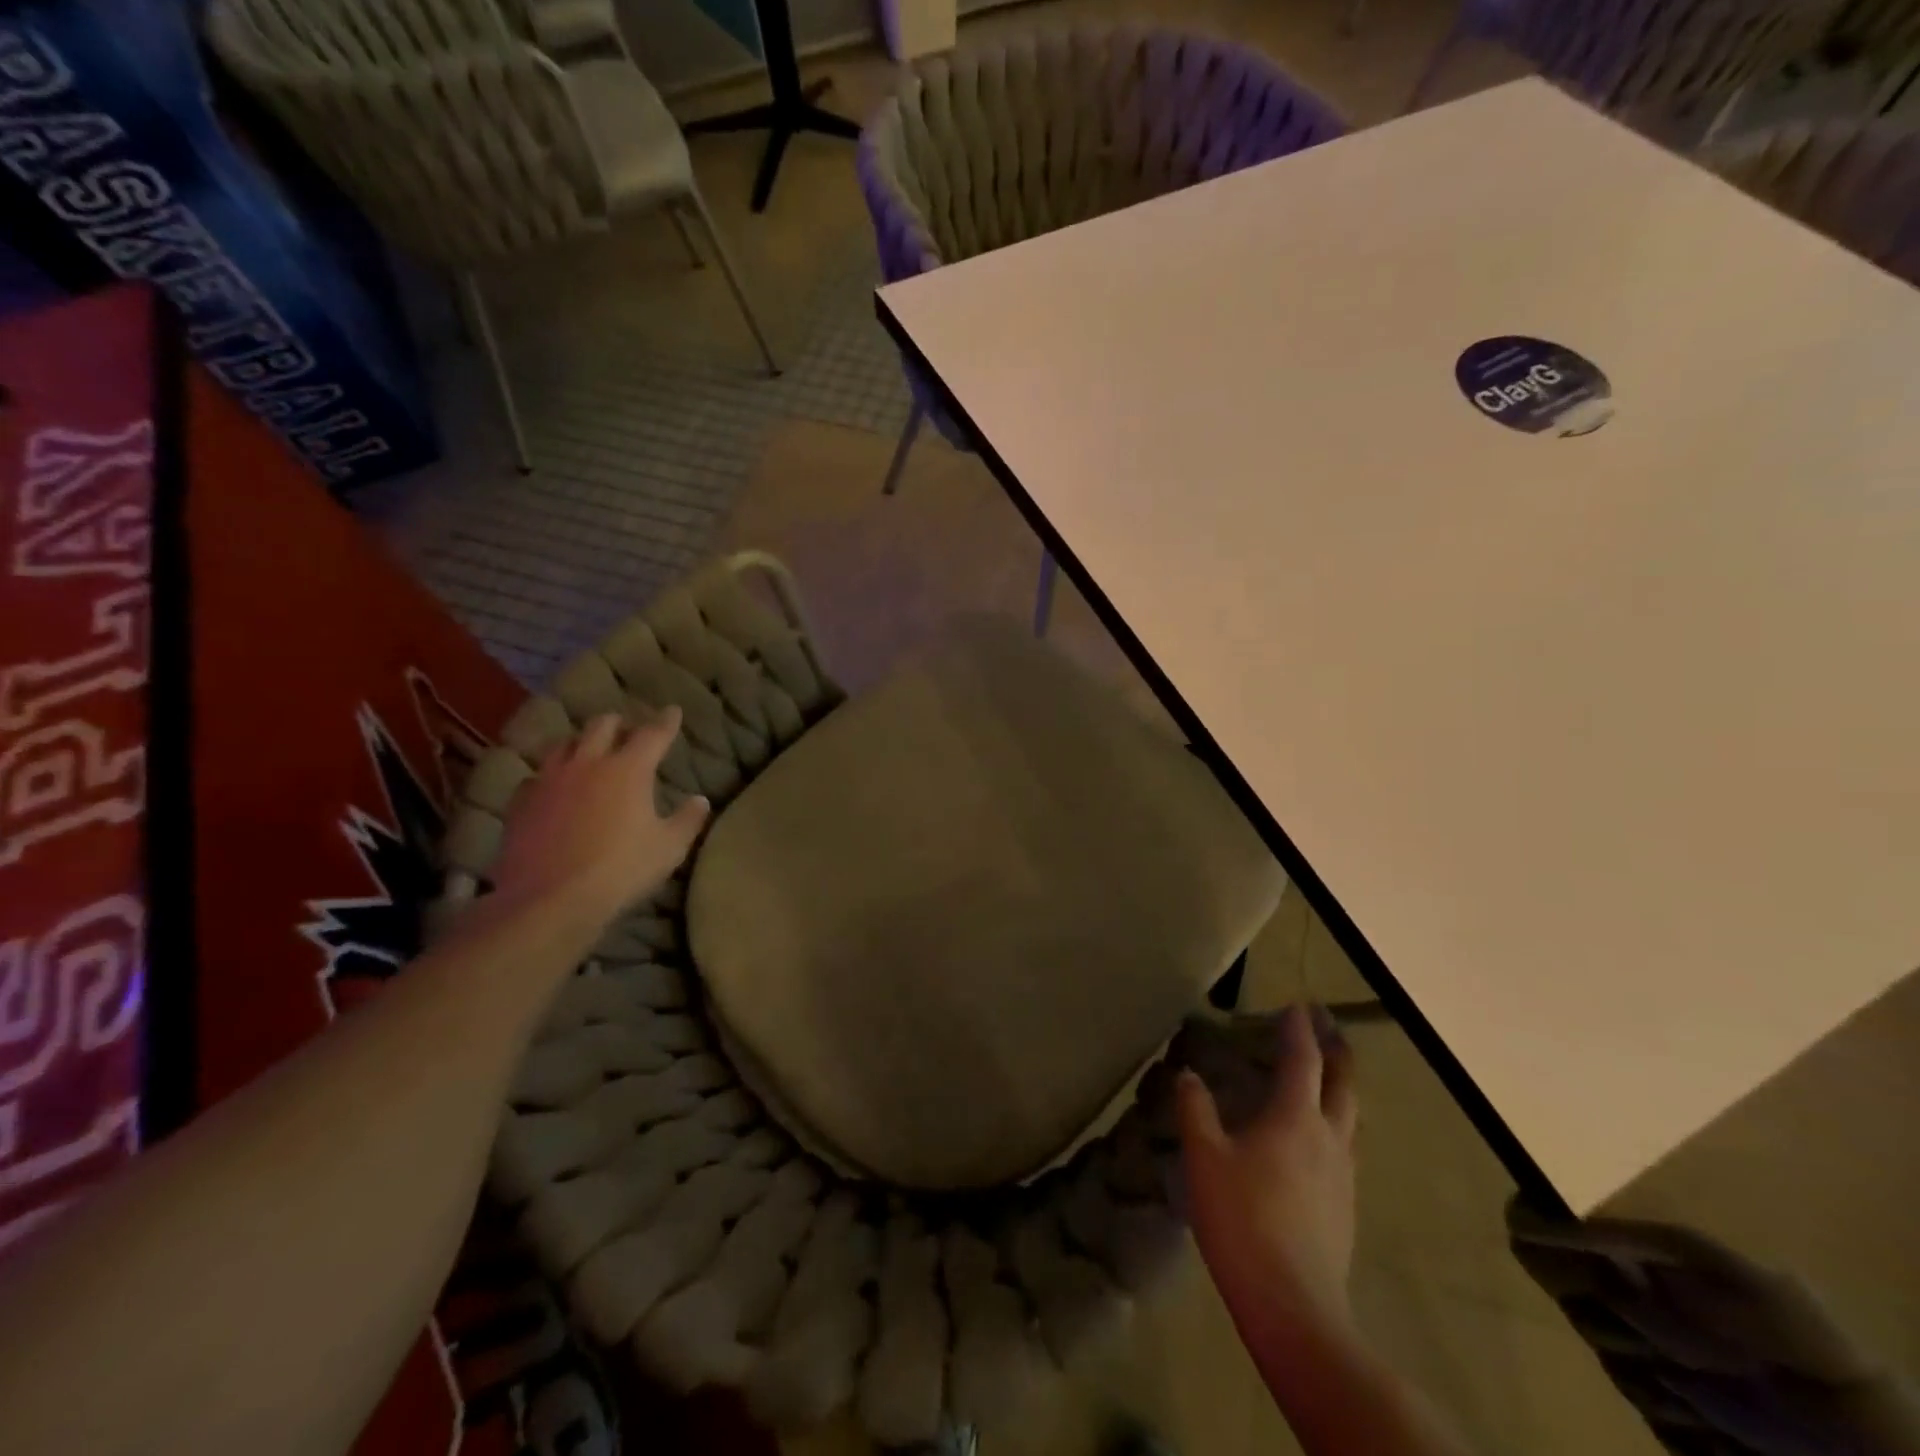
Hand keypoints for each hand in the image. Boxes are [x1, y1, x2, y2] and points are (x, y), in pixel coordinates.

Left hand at [489, 709, 709, 925]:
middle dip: (619, 723)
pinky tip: (552, 788)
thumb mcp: (668, 848)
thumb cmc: (620, 870)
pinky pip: (536, 776)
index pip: (653, 734)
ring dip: (580, 742)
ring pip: (563, 744)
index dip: (666, 721)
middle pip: (602, 726)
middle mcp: (587, 763)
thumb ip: (687, 820)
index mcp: (628, 769)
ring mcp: (548, 780)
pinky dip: (550, 776)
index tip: (673, 710)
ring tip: (587, 750)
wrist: (549, 900)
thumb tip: (700, 800)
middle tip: (627, 730)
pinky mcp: (521, 803)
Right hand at [1178, 1005, 1359, 1345]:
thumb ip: (1195, 1110)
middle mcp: (1328, 1138)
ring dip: (1339, 1087)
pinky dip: (1333, 1122)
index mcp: (1295, 1118)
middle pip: (1343, 1084)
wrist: (1294, 1306)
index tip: (1298, 1004)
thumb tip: (1188, 1075)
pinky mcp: (1344, 1206)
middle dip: (1337, 1050)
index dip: (1300, 1030)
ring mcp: (1343, 1175)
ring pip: (1349, 1117)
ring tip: (1324, 1076)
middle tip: (1327, 1026)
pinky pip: (1344, 1147)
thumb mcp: (1205, 1159)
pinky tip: (1315, 1138)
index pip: (1303, 1060)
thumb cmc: (1243, 1220)